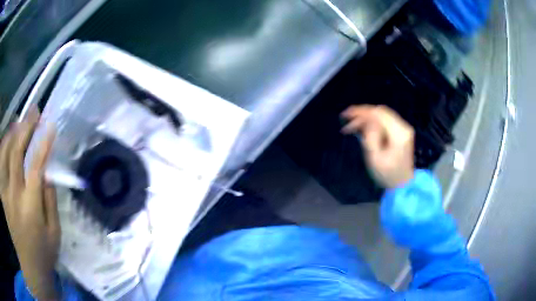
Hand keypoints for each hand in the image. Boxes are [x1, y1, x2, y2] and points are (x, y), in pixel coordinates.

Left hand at [0, 108, 59, 300]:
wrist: (28, 271)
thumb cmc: (41, 257)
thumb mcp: (54, 237)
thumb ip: (51, 204)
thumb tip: (47, 175)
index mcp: (30, 208)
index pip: (36, 166)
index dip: (43, 142)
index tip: (51, 125)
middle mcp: (13, 195)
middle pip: (16, 152)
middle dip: (26, 127)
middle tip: (34, 111)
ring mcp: (4, 194)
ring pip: (4, 153)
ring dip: (12, 133)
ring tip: (19, 121)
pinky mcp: (1, 195)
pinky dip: (2, 148)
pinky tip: (6, 140)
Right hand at [341, 105, 414, 188]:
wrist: (402, 185)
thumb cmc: (388, 175)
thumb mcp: (375, 158)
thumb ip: (370, 137)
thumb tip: (365, 122)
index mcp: (398, 133)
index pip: (378, 114)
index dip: (361, 111)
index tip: (346, 114)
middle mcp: (403, 127)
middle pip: (380, 112)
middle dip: (362, 114)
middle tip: (347, 121)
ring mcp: (403, 129)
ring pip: (382, 115)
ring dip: (367, 119)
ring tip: (352, 127)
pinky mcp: (401, 132)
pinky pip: (385, 121)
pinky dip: (373, 122)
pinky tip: (363, 129)